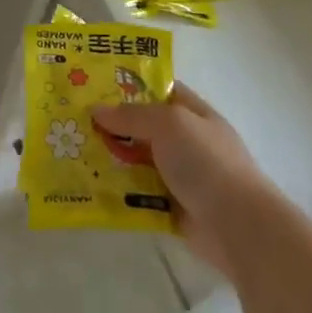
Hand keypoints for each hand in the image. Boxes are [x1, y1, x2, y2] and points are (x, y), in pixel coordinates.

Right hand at [92, 84, 271, 281]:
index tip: (96, 85)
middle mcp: (187, 142)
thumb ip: (132, 115)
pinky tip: (90, 185)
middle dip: (113, 125)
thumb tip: (97, 110)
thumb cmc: (206, 162)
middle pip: (144, 127)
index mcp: (194, 115)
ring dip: (111, 159)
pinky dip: (119, 191)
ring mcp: (180, 176)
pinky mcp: (171, 207)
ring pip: (137, 161)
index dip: (131, 86)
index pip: (161, 91)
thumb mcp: (168, 124)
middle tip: (74, 120)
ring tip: (73, 152)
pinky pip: (138, 193)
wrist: (238, 227)